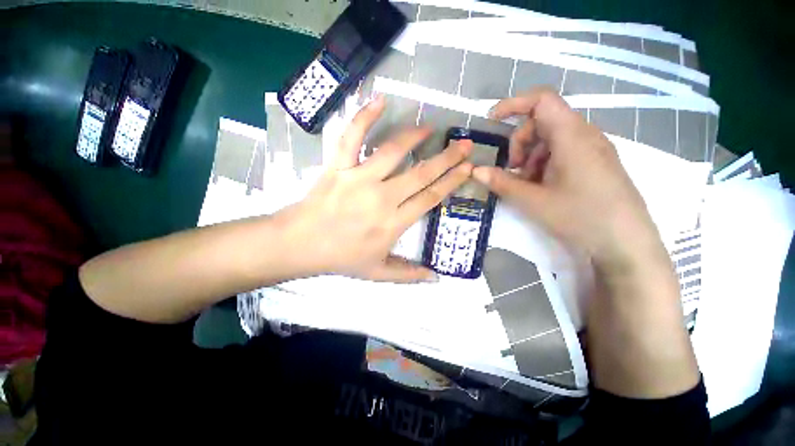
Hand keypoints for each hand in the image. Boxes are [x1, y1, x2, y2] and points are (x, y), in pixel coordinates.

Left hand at [279, 95, 473, 281]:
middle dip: (447, 158)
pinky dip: (365, 117)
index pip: (430, 197)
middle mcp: (382, 198)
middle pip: (421, 173)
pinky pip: (352, 137)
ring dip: (414, 137)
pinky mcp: (339, 166)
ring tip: (430, 128)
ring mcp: (359, 179)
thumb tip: (436, 278)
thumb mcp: (377, 272)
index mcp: (394, 223)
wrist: (300, 244)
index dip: (451, 181)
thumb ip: (408, 275)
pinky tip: (380, 100)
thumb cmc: (340, 258)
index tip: (467, 168)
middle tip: (465, 144)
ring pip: (393, 152)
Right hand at [471, 89, 665, 271]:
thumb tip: (476, 171)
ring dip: (531, 157)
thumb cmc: (580, 217)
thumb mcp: (533, 201)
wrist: (625, 243)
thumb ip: (501, 183)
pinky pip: (563, 151)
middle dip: (520, 143)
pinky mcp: (595, 162)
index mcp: (572, 136)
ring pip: (551, 138)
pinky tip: (543, 186)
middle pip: (542, 121)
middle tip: (513, 171)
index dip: (513, 104)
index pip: (541, 101)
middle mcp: (585, 135)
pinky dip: (545, 163)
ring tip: (528, 184)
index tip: (491, 119)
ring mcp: (592, 149)